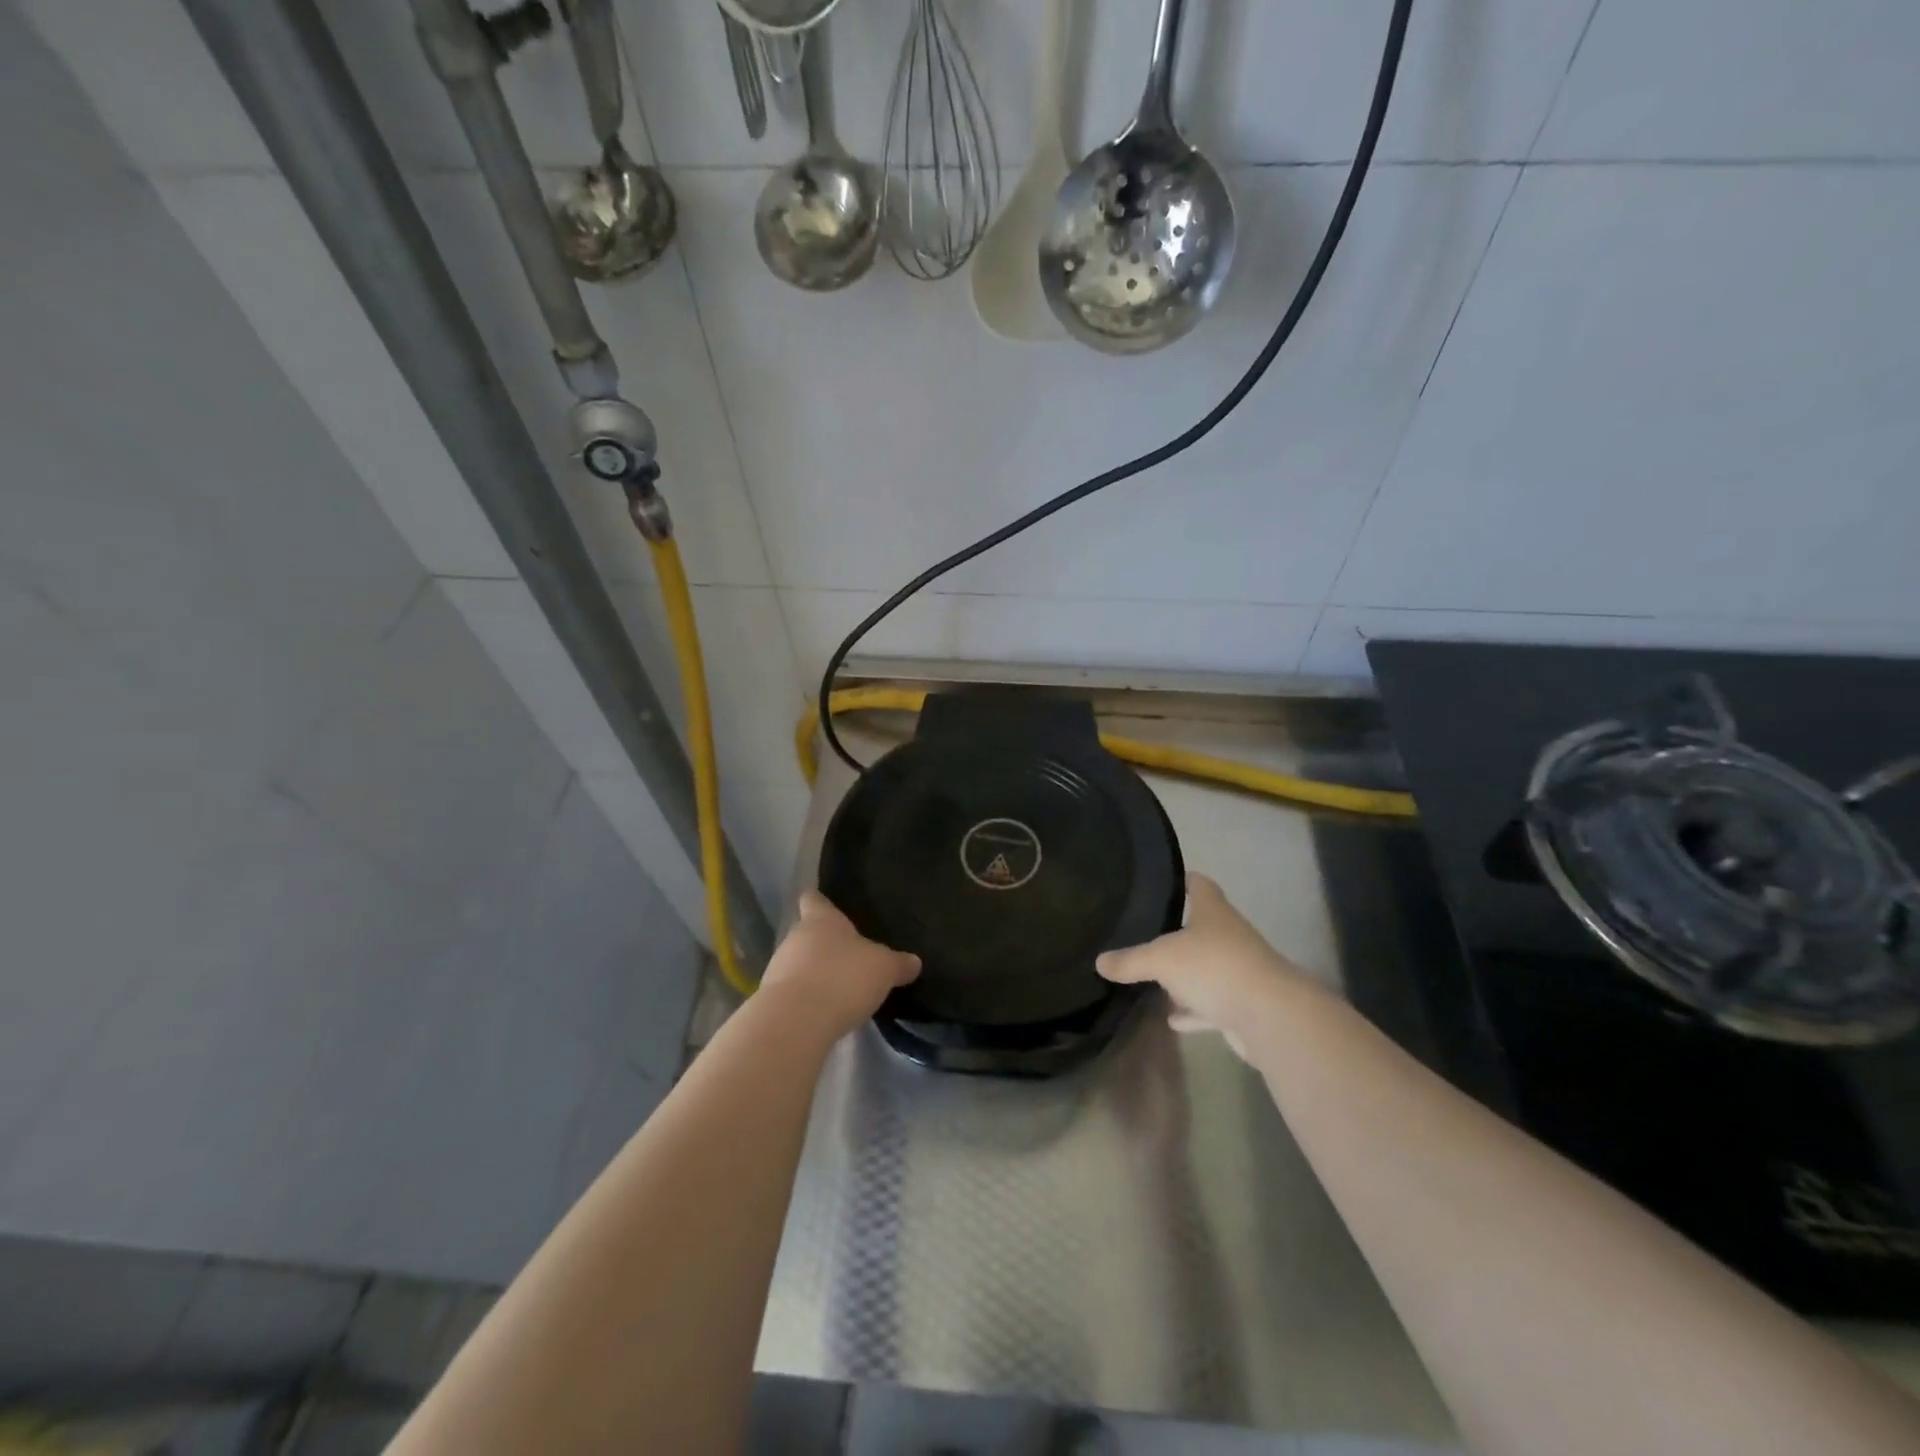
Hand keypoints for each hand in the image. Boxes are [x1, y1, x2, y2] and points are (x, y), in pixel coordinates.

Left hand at [758, 891, 920, 1042]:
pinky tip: (825, 1012)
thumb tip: (914, 961)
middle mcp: (796, 938)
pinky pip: (794, 993)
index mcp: (821, 920)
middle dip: (825, 945)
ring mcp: (779, 969)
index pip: (814, 900)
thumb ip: (898, 964)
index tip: (824, 902)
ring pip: (799, 964)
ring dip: (815, 974)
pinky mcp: (772, 1001)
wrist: (795, 1022)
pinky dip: (807, 999)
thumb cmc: (842, 978)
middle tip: (848, 956)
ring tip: (839, 988)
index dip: (820, 901)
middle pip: (807, 934)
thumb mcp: (883, 969)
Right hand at [1096, 873, 1315, 1061]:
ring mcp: (1238, 970)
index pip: (1199, 884)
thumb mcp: (1161, 959)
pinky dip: (1193, 1010)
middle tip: (1144, 932)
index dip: (1183, 879)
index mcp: (1212, 912)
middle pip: (1202, 926)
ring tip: (1153, 978)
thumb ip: (1130, 960)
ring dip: (1185, 975)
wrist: (1269, 1015)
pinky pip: (1211, 1003)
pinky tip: (1173, 1018)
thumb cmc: (1213, 967)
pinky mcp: (1242, 1004)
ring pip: (1207, 967)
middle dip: (1177, 930)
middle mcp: (1229, 935)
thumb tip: (1100, 961)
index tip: (1163, 881)